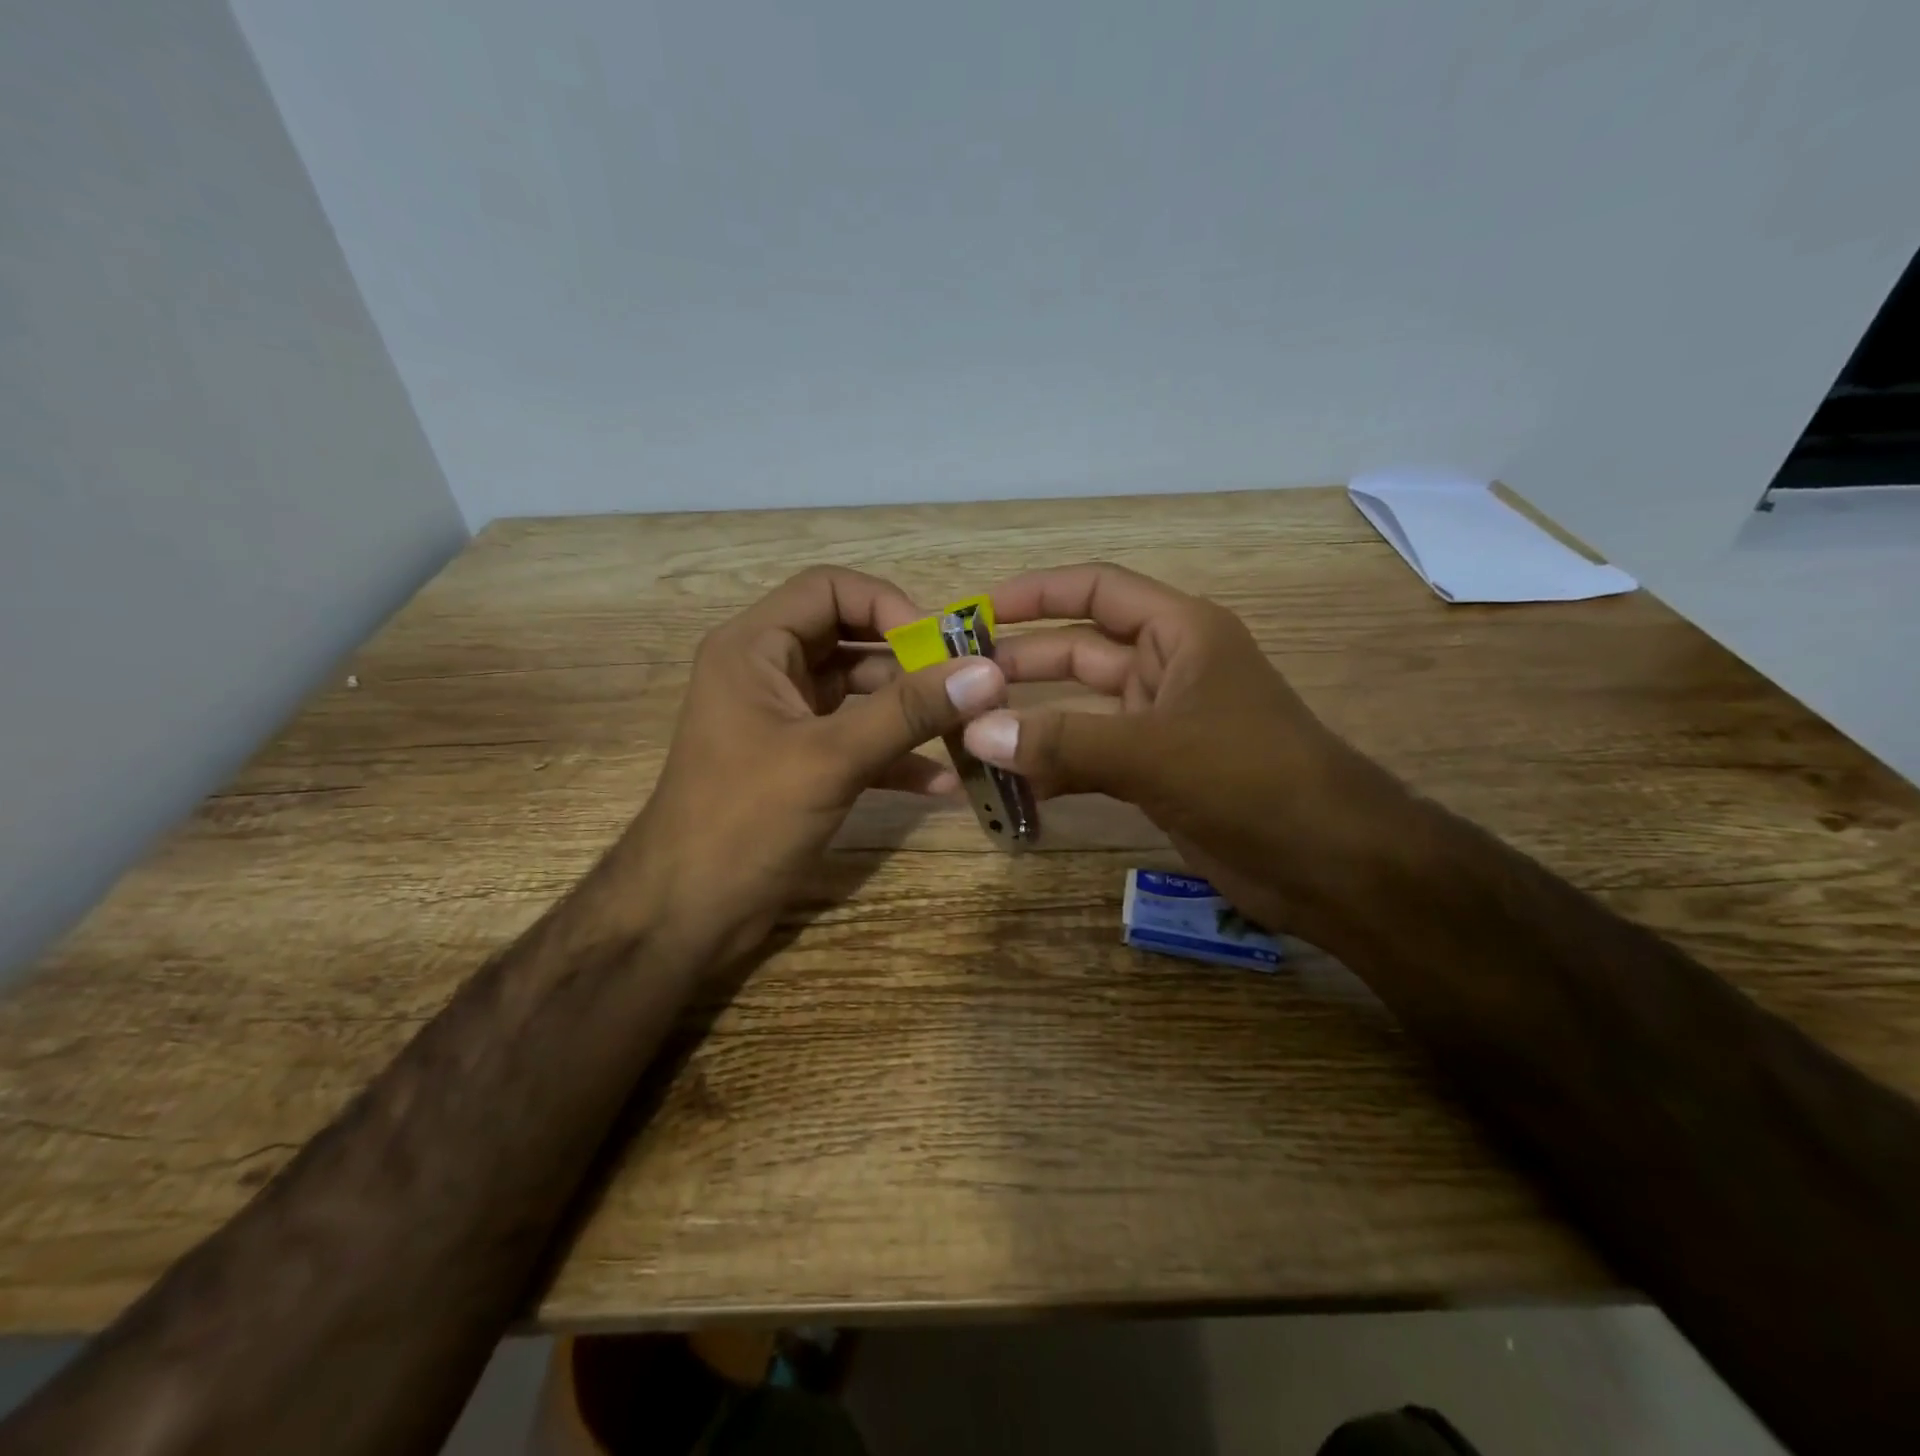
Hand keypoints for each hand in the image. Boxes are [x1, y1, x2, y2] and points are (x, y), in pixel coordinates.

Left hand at [614, 567, 1006, 965]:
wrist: (687, 914)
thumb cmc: (745, 821)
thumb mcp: (831, 759)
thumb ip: (908, 712)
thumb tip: (986, 672)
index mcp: (755, 648)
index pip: (829, 588)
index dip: (888, 605)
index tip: (939, 646)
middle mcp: (769, 672)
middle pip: (851, 638)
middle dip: (910, 661)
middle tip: (967, 685)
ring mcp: (785, 720)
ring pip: (860, 693)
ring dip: (910, 710)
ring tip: (967, 730)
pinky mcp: (801, 763)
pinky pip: (857, 740)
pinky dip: (895, 756)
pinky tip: (941, 783)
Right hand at [961, 563, 1410, 946]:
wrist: (1330, 863)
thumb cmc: (1253, 779)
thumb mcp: (1155, 750)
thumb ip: (1064, 740)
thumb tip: (977, 732)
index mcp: (1181, 633)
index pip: (1097, 591)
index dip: (1037, 593)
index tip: (976, 612)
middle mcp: (1168, 669)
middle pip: (1078, 652)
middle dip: (1019, 666)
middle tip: (955, 685)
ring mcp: (1160, 725)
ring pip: (1079, 712)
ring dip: (1030, 724)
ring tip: (969, 739)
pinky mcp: (1156, 775)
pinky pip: (1090, 759)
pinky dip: (1054, 771)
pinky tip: (1014, 790)